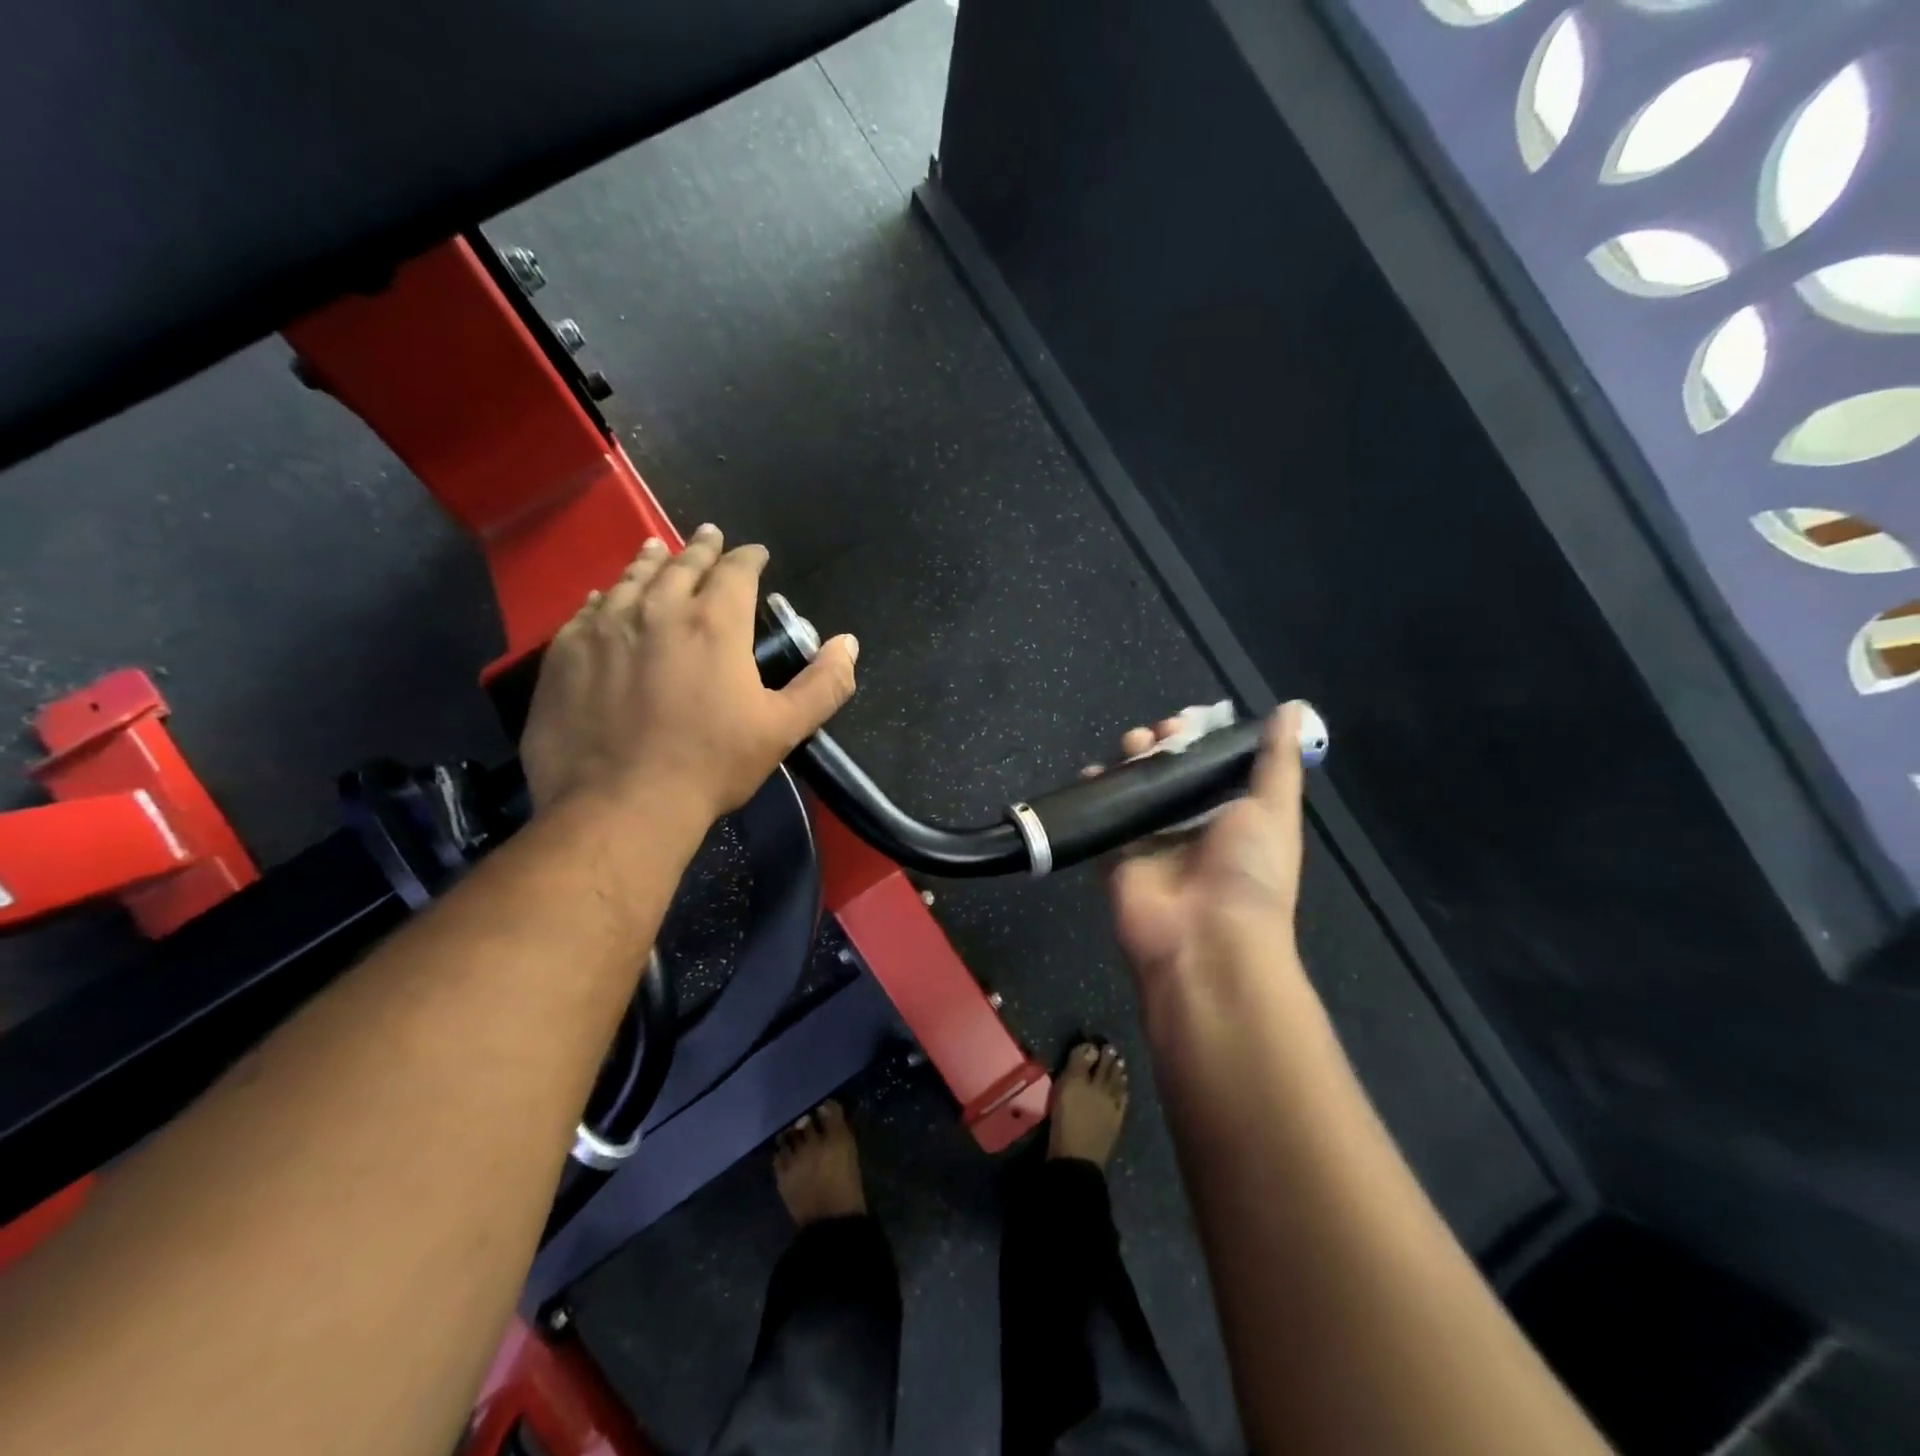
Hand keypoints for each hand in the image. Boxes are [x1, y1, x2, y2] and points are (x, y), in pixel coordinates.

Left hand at [521, 525, 858, 822]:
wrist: (619, 805)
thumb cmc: (710, 765)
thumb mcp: (783, 729)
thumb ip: (823, 684)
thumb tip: (849, 643)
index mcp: (714, 623)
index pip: (736, 571)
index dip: (749, 557)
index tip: (756, 552)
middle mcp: (658, 609)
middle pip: (683, 564)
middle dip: (702, 548)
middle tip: (710, 535)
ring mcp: (605, 627)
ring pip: (632, 579)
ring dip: (652, 561)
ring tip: (658, 548)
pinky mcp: (566, 651)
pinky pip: (588, 609)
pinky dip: (605, 596)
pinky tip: (606, 595)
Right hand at [1106, 703, 1307, 984]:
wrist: (1206, 939)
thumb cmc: (1248, 871)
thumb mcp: (1274, 810)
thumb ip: (1276, 761)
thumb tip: (1292, 708)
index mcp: (1232, 814)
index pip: (1211, 764)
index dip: (1199, 738)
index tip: (1187, 721)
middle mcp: (1192, 825)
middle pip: (1169, 773)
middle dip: (1161, 746)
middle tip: (1155, 735)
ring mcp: (1152, 841)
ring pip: (1135, 790)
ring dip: (1130, 763)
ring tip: (1130, 747)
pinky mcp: (1118, 856)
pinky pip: (1104, 818)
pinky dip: (1095, 793)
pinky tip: (1093, 773)